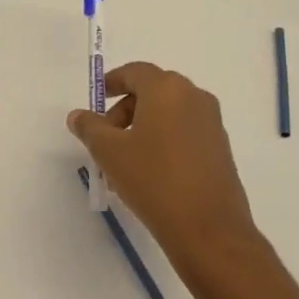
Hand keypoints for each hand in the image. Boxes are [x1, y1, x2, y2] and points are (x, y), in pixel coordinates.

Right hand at [67, 62, 260, 272]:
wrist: (207, 226)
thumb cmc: (153, 179)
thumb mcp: (109, 152)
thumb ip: (90, 128)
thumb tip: (78, 115)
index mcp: (167, 89)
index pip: (135, 72)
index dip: (112, 82)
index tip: (97, 99)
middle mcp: (194, 97)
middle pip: (152, 91)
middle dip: (125, 110)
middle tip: (106, 138)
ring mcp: (211, 122)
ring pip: (168, 114)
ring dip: (143, 128)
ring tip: (124, 162)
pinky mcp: (220, 147)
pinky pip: (184, 132)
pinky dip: (163, 141)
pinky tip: (149, 173)